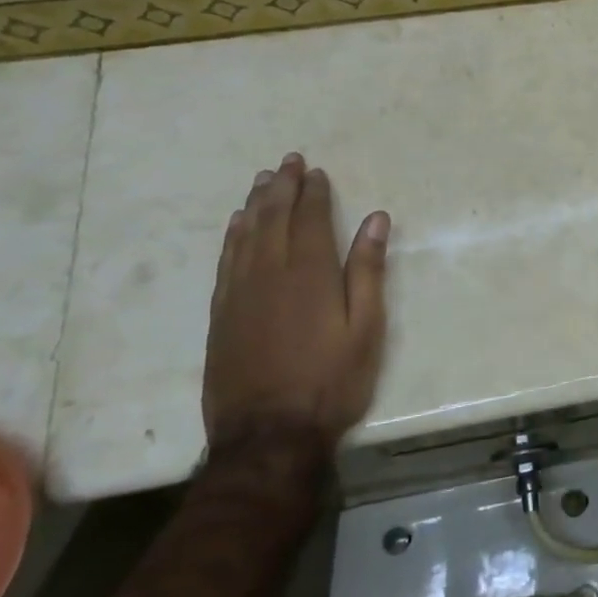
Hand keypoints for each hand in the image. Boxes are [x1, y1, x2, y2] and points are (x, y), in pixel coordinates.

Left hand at [203, 152, 389, 452]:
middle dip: (282, 187)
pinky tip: (236, 225)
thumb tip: (376, 220)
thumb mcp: (366, 328)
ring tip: (263, 181)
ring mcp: (239, 293)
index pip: (311, 219)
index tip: (316, 171)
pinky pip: (225, 261)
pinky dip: (232, 236)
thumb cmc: (331, 381)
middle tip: (289, 162)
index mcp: (310, 273)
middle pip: (274, 218)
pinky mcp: (221, 314)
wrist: (268, 434)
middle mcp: (270, 272)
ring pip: (246, 235)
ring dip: (255, 204)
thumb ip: (369, 271)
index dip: (314, 193)